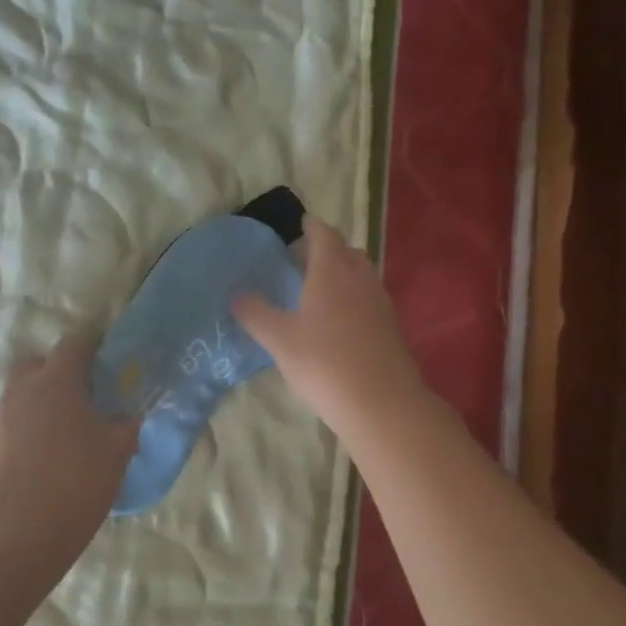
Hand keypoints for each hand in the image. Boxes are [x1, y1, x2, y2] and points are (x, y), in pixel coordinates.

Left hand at [0, 334, 138, 549]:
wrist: (25, 530)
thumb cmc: (78, 480)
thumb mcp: (118, 451)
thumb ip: (125, 425)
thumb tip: (126, 417)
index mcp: (55, 382)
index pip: (74, 344)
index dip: (92, 345)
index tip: (106, 358)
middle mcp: (21, 391)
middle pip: (34, 363)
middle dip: (54, 369)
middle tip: (79, 393)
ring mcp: (0, 419)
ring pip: (19, 395)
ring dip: (38, 402)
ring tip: (63, 430)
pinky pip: (10, 426)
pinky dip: (25, 431)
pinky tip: (43, 457)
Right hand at [232, 215, 424, 440]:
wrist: (381, 403)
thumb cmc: (324, 363)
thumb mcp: (279, 339)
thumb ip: (256, 314)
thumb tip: (236, 295)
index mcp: (332, 271)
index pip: (324, 235)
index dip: (311, 226)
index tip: (299, 223)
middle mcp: (360, 278)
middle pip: (346, 251)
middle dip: (326, 248)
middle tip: (302, 257)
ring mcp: (379, 302)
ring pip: (360, 274)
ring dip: (340, 272)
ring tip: (317, 287)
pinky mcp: (389, 326)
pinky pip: (367, 297)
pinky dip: (351, 296)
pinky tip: (336, 319)